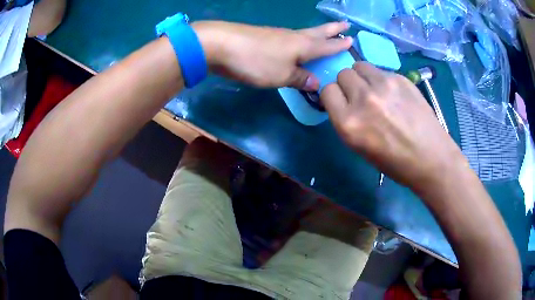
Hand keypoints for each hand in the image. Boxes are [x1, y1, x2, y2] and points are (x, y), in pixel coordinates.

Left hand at [193, 21, 352, 90]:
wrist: (221, 45)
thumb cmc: (255, 61)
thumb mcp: (281, 76)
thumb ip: (300, 79)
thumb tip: (316, 83)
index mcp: (302, 45)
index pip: (327, 45)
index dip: (339, 44)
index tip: (352, 40)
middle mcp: (293, 36)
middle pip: (317, 32)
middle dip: (332, 29)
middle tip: (345, 24)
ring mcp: (278, 35)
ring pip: (304, 33)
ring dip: (317, 32)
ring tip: (325, 33)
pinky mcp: (264, 37)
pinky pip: (289, 38)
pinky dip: (299, 39)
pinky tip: (297, 42)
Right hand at [321, 62, 467, 188]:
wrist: (431, 158)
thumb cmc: (395, 162)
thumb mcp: (359, 147)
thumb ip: (346, 119)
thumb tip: (344, 100)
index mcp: (349, 123)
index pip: (327, 91)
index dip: (334, 96)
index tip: (343, 102)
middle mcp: (363, 99)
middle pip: (342, 74)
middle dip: (348, 85)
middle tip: (361, 97)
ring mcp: (383, 85)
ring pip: (360, 66)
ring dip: (363, 76)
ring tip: (376, 91)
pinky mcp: (400, 78)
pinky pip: (380, 70)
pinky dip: (382, 79)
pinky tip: (395, 95)